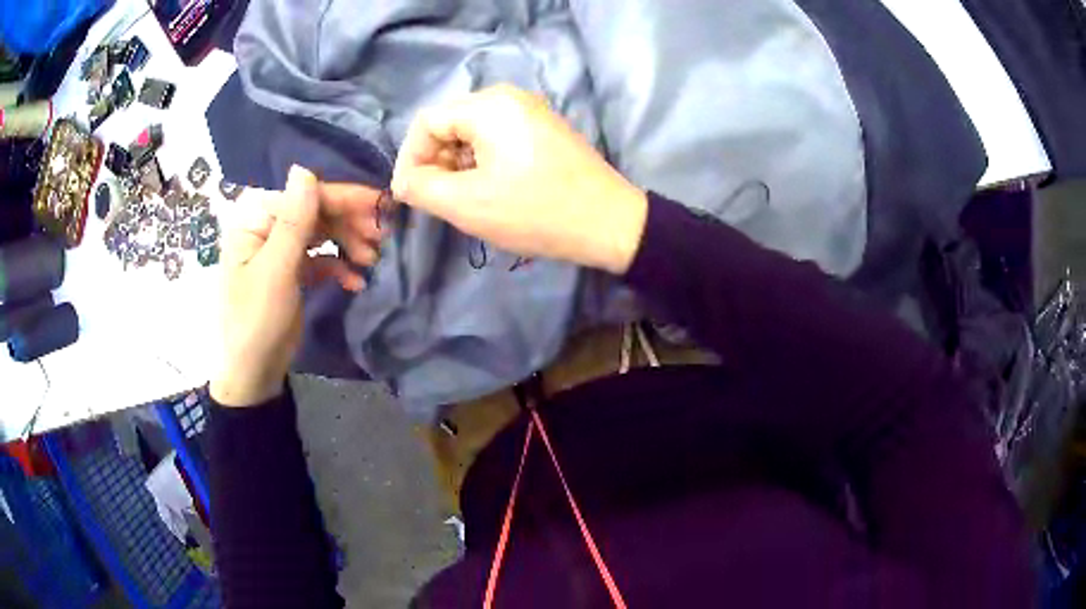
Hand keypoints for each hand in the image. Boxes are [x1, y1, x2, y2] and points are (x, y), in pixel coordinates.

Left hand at [211, 166, 382, 406]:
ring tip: (373, 260)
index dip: (342, 198)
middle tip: (383, 237)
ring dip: (348, 243)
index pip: (304, 197)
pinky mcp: (291, 271)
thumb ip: (293, 222)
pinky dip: (338, 266)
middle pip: (315, 212)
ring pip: (321, 233)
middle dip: (349, 223)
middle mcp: (266, 228)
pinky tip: (355, 281)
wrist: (253, 373)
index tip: (381, 207)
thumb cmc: (257, 321)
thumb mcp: (276, 271)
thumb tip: (305, 169)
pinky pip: (320, 258)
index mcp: (255, 221)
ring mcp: (279, 250)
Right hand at [391, 85, 647, 273]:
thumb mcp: (467, 204)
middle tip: (438, 200)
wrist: (609, 222)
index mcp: (488, 105)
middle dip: (435, 161)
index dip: (410, 159)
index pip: (426, 122)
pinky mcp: (544, 128)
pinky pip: (497, 137)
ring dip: (458, 164)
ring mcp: (530, 110)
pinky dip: (483, 161)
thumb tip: (405, 180)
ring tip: (465, 199)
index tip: (410, 196)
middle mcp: (509, 97)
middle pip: (449, 123)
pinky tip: (491, 189)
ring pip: (473, 131)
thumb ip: (422, 189)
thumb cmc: (535, 212)